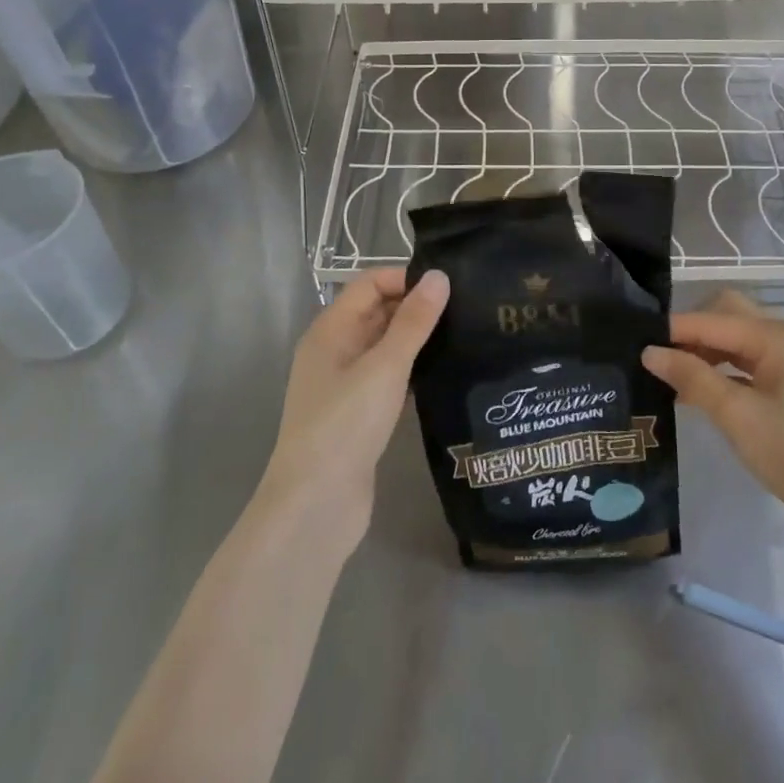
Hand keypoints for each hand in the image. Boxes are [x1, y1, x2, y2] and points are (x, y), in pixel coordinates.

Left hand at [260, 268, 448, 541]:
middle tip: (467, 308)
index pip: (369, 284)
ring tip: (464, 334)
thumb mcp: (385, 366)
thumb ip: (414, 321)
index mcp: (330, 330)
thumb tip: (439, 276)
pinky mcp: (359, 414)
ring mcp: (345, 384)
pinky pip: (389, 377)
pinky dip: (412, 369)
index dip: (405, 278)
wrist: (316, 506)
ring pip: (385, 346)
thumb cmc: (345, 424)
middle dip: (416, 306)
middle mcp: (334, 351)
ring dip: (417, 339)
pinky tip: (444, 372)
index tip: (449, 286)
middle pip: (377, 312)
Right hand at [642, 290, 783, 541]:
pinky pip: (752, 361)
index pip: (713, 318)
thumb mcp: (738, 417)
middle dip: (691, 333)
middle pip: (728, 316)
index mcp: (778, 337)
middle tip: (657, 358)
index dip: (673, 329)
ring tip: (672, 378)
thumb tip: (650, 352)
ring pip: (739, 340)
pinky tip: (701, 392)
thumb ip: (693, 378)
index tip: (635, 342)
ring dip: (706, 352)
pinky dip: (725, 369)